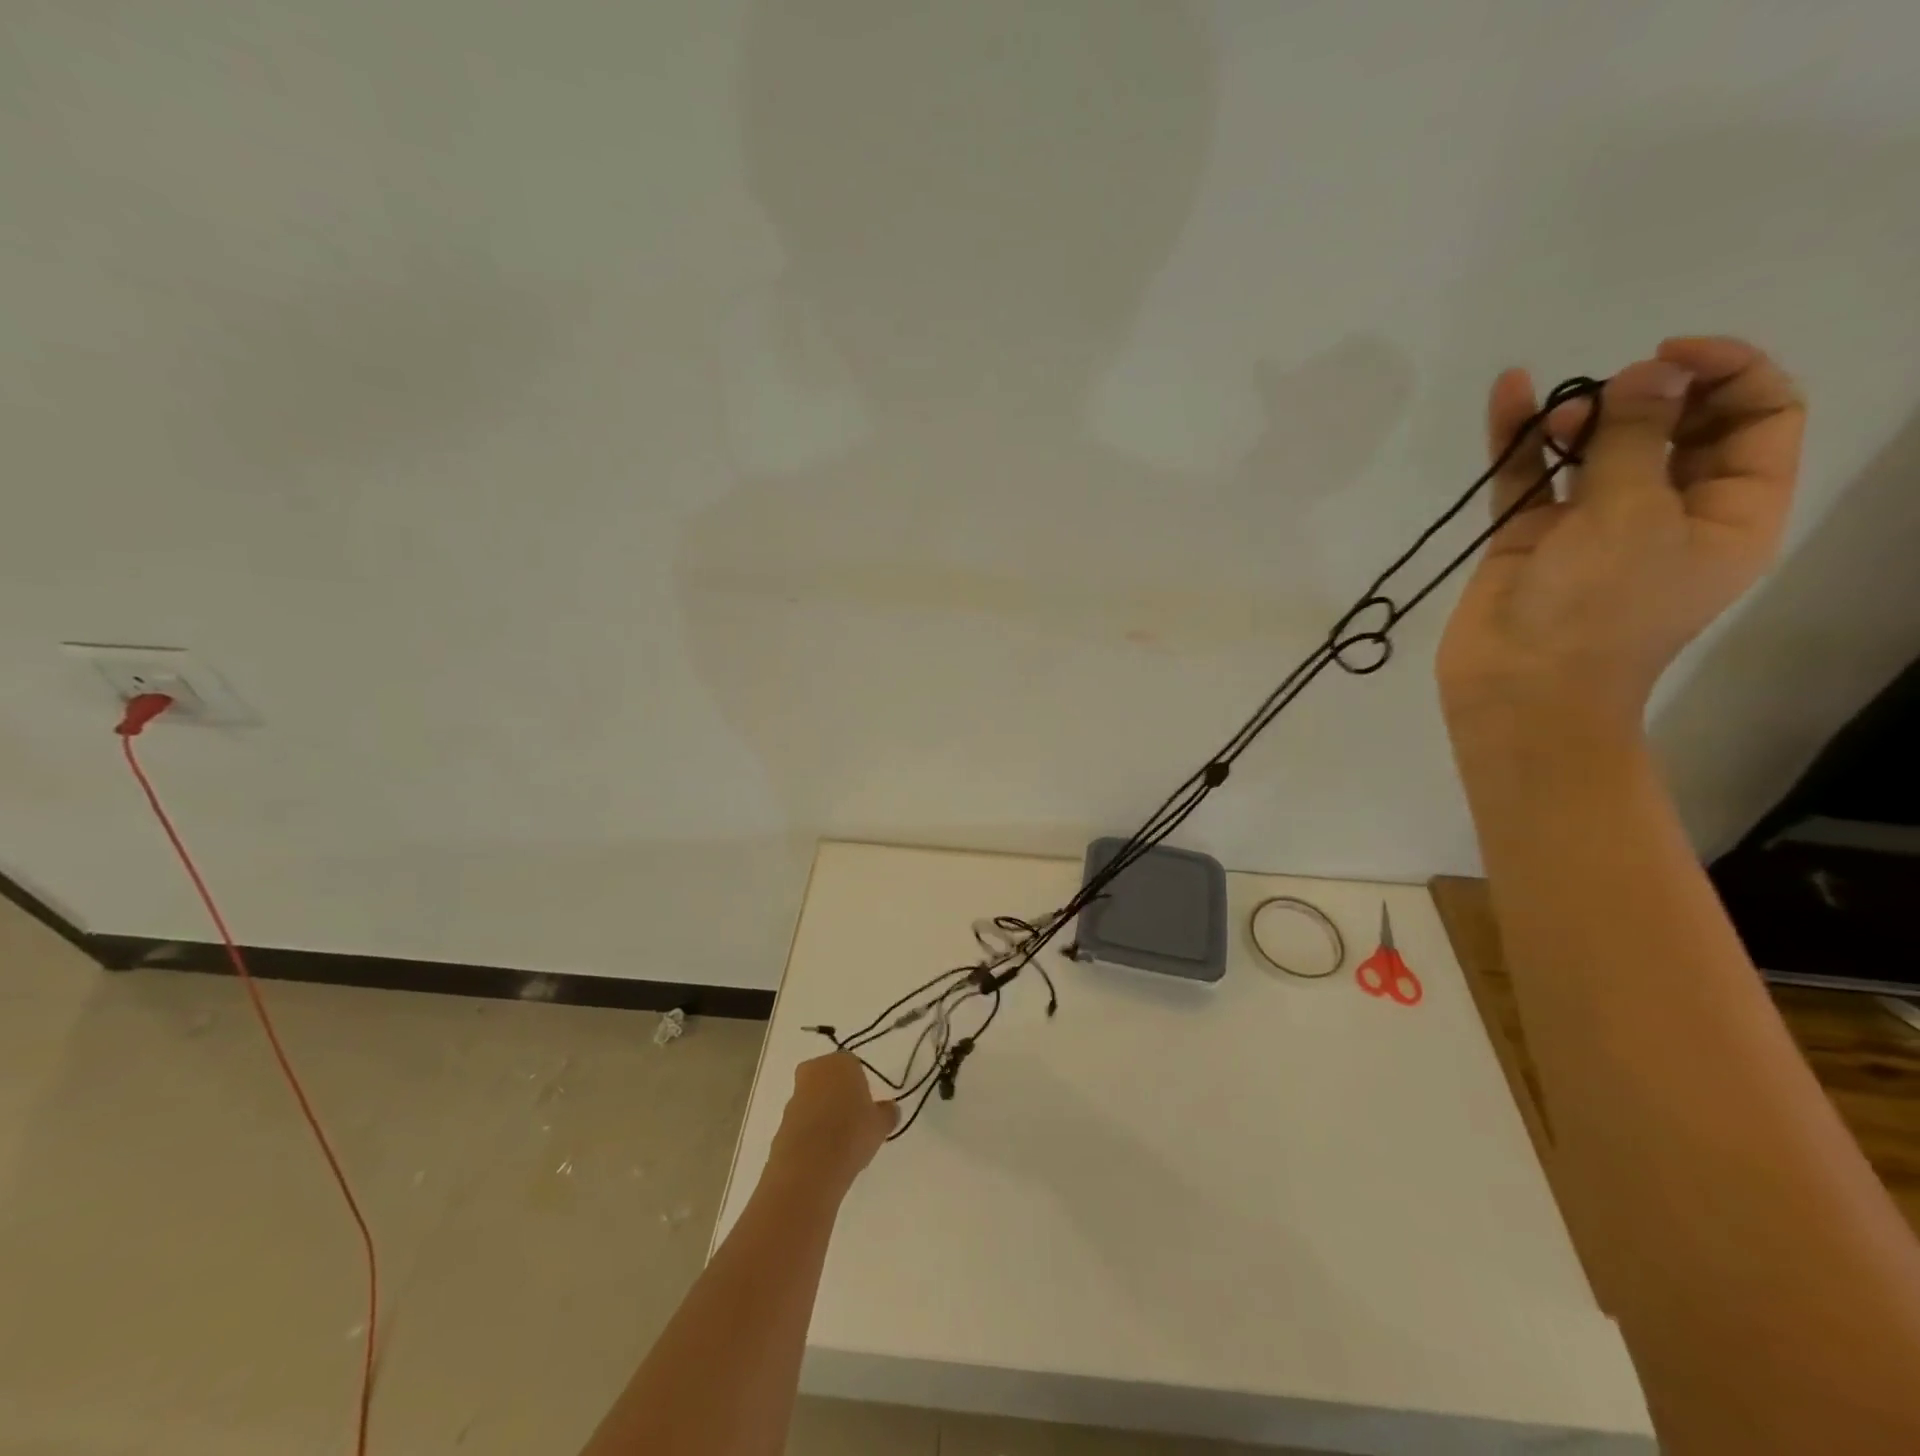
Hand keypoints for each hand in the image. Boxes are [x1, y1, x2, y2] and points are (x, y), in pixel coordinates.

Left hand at [767, 1053, 896, 1194]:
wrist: (809, 1167)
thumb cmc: (851, 1133)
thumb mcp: (880, 1124)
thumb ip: (887, 1113)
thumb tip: (891, 1109)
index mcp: (841, 1062)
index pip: (853, 1065)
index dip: (861, 1086)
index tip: (867, 1107)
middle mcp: (814, 1071)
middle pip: (829, 1079)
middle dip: (838, 1094)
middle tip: (853, 1120)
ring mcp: (794, 1097)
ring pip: (814, 1099)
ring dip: (823, 1114)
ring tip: (839, 1142)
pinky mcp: (781, 1122)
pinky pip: (802, 1122)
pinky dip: (811, 1133)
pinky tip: (823, 1154)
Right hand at [1437, 337, 1804, 738]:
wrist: (1517, 688)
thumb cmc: (1598, 610)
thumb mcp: (1634, 515)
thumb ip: (1637, 437)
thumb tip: (1646, 372)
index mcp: (1730, 512)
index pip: (1759, 418)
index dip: (1727, 373)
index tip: (1667, 356)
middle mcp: (1667, 512)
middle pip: (1676, 427)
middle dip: (1646, 395)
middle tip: (1607, 394)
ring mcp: (1590, 526)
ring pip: (1597, 449)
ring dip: (1581, 415)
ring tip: (1554, 412)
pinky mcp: (1528, 539)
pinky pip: (1529, 478)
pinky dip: (1520, 439)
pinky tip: (1509, 392)